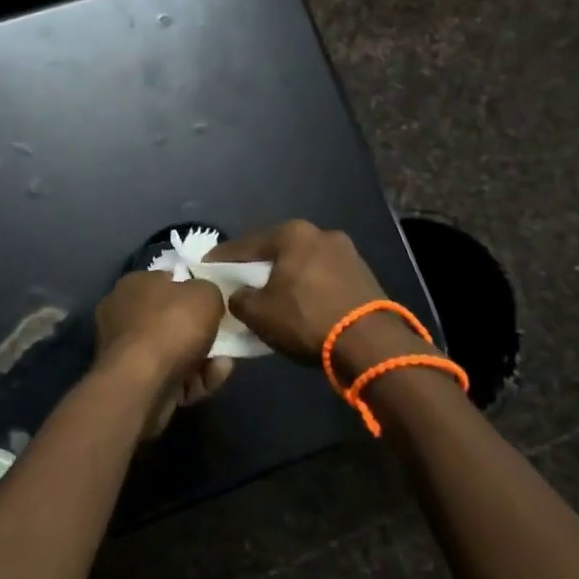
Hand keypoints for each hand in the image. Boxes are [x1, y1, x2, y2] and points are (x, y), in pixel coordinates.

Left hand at [94, 272, 232, 435]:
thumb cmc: (171, 326)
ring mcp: (124, 351)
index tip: (215, 305)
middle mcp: (123, 314)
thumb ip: (208, 291)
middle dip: (200, 332)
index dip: (192, 291)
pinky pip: (169, 376)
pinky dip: (192, 380)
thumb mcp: (205, 294)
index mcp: (134, 285)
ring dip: (203, 360)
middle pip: (171, 320)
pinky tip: (211, 381)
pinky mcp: (132, 382)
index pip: (166, 281)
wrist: (142, 383)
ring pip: (173, 352)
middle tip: (225, 339)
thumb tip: (204, 299)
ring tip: (224, 365)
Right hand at [209, 221, 422, 377]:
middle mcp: (320, 234)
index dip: (223, 258)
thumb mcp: (258, 313)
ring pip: (303, 263)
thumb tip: (239, 296)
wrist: (371, 344)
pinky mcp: (364, 275)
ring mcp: (347, 253)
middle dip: (258, 266)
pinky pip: (323, 277)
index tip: (207, 267)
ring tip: (272, 296)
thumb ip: (239, 299)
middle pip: (277, 250)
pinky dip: (309, 287)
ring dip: (287, 277)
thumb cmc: (306, 319)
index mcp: (292, 234)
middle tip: (240, 282)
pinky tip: (301, 304)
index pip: (246, 244)